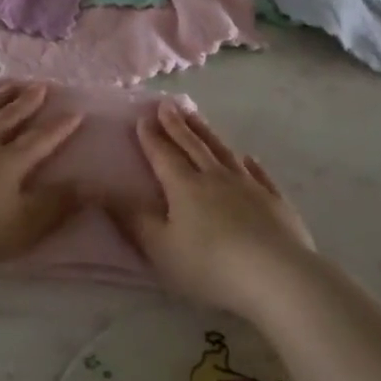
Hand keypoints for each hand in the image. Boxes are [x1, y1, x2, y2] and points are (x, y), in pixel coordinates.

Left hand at [0, 81, 82, 270]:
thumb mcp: (24, 225)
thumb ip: (57, 205)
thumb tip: (90, 184)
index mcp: (11, 162)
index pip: (41, 140)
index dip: (60, 127)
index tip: (76, 111)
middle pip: (9, 120)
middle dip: (27, 103)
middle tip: (40, 85)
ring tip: (6, 85)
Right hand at [116, 100, 315, 314]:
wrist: (277, 276)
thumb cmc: (210, 265)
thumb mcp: (161, 248)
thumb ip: (133, 220)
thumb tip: (103, 192)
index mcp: (184, 187)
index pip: (164, 155)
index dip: (151, 137)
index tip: (142, 117)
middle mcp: (215, 177)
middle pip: (193, 145)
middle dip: (177, 125)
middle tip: (167, 104)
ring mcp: (249, 186)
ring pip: (224, 152)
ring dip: (208, 133)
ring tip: (197, 117)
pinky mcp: (275, 201)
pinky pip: (260, 174)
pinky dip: (250, 163)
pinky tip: (248, 157)